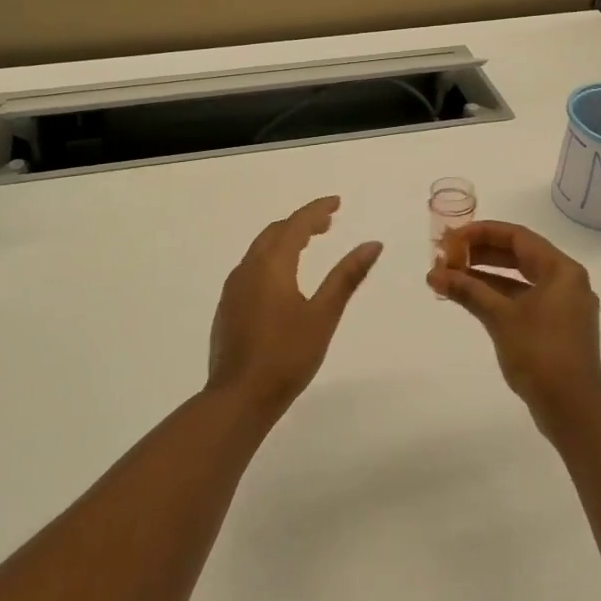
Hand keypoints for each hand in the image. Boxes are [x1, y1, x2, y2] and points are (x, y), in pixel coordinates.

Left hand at [207, 196, 382, 420]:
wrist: (239, 397)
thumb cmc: (287, 356)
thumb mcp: (323, 315)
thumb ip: (346, 277)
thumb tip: (372, 244)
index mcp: (271, 265)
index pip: (296, 224)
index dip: (317, 209)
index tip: (337, 203)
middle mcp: (248, 269)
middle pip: (275, 232)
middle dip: (301, 223)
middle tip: (328, 223)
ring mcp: (234, 288)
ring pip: (260, 249)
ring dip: (285, 240)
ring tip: (309, 244)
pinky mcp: (228, 306)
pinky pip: (251, 267)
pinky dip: (271, 259)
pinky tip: (283, 278)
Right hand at [428, 220, 600, 432]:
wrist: (573, 409)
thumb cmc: (540, 354)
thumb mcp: (500, 317)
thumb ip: (467, 290)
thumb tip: (434, 274)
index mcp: (562, 270)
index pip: (517, 236)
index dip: (481, 232)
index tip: (451, 238)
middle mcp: (566, 281)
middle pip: (519, 255)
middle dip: (480, 254)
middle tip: (446, 256)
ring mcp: (563, 306)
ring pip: (519, 279)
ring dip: (485, 276)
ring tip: (449, 276)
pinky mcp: (556, 327)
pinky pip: (523, 299)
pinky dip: (497, 296)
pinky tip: (470, 298)